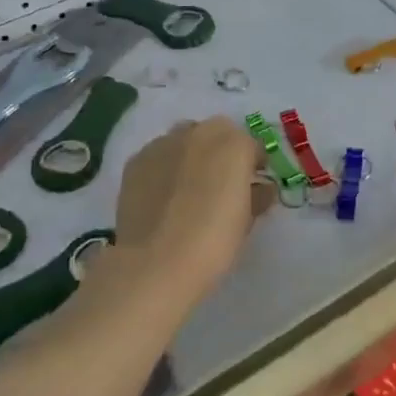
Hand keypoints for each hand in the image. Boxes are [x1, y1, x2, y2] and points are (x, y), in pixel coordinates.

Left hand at [110, 118, 269, 304]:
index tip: (253, 185)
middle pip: (216, 135)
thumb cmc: (214, 242)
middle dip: (221, 154)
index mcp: (233, 145)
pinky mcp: (136, 161)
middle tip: (220, 186)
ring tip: (188, 190)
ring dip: (191, 157)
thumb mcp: (246, 222)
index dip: (253, 165)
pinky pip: (158, 156)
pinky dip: (164, 169)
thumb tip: (259, 189)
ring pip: (184, 141)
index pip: (251, 146)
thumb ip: (256, 196)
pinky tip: (163, 197)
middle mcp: (198, 133)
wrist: (156, 262)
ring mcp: (163, 144)